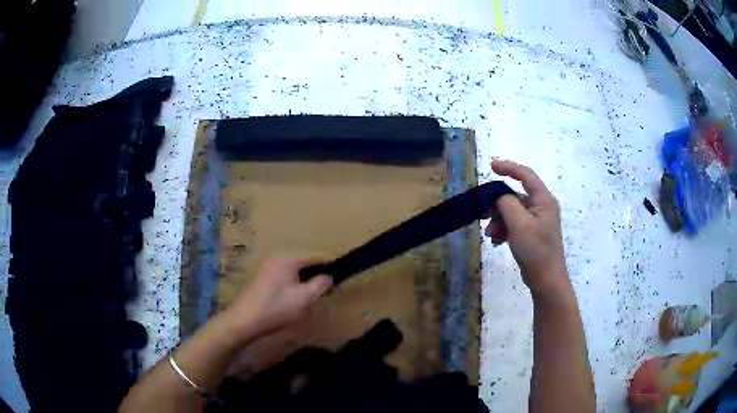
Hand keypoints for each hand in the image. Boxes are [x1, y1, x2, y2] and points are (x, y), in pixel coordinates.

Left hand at [224, 258, 331, 340]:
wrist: (245, 320)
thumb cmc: (277, 308)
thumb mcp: (304, 298)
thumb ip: (320, 284)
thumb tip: (328, 276)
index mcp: (288, 260)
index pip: (314, 256)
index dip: (329, 265)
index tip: (340, 274)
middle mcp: (276, 259)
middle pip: (303, 262)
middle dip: (316, 273)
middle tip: (327, 287)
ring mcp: (266, 268)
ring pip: (293, 270)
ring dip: (304, 279)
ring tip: (313, 293)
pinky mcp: (261, 279)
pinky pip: (283, 276)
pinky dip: (293, 283)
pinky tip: (295, 297)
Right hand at [485, 160, 569, 295]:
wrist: (546, 280)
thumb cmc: (536, 250)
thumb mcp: (519, 224)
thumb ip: (506, 202)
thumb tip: (498, 194)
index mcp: (543, 199)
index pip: (525, 175)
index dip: (508, 167)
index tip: (490, 166)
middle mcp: (542, 206)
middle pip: (515, 195)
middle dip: (497, 205)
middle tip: (482, 213)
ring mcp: (537, 220)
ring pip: (512, 211)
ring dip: (498, 220)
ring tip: (490, 234)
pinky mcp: (532, 233)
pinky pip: (514, 223)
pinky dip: (504, 229)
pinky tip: (497, 241)